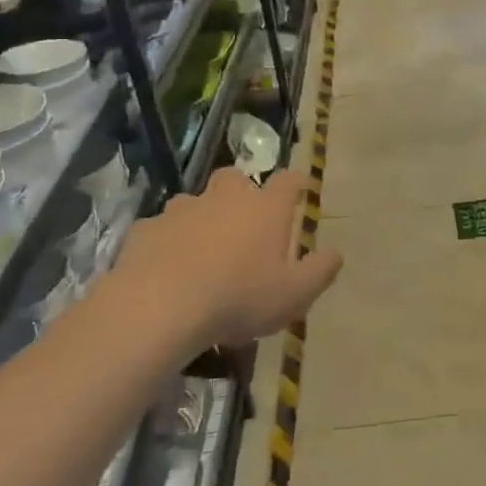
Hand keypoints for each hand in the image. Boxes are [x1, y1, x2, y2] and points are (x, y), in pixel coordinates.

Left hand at [102, 168, 342, 361]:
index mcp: (266, 209)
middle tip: (246, 221)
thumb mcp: (294, 294)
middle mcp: (225, 198)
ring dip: (203, 217)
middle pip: (236, 179)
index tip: (301, 190)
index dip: (297, 183)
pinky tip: (168, 266)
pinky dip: (169, 241)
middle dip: (242, 193)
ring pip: (196, 202)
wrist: (161, 306)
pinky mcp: (148, 228)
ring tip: (203, 250)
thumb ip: (320, 271)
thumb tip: (337, 252)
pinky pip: (163, 228)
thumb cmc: (240, 297)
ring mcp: (182, 209)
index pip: (288, 181)